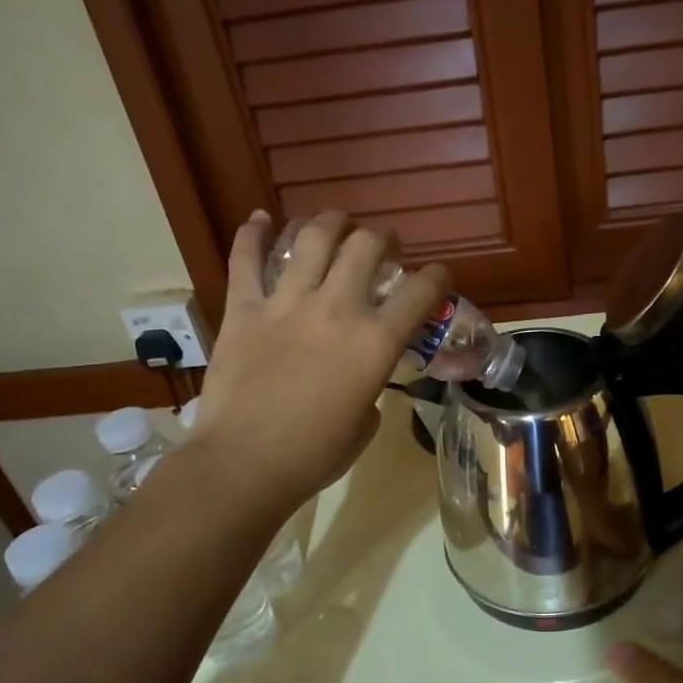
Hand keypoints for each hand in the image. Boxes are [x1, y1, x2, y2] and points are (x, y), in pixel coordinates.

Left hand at [186, 210, 445, 512]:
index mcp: (376, 342)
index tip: (438, 274)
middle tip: (382, 243)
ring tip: (334, 222)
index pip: (419, 293)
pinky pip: (246, 260)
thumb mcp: (364, 425)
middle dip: (381, 238)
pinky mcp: (244, 309)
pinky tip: (259, 218)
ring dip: (328, 222)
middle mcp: (337, 308)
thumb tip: (361, 379)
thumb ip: (370, 390)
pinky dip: (251, 234)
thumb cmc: (314, 455)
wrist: (246, 463)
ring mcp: (287, 303)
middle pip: (366, 247)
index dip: (436, 277)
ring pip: (311, 239)